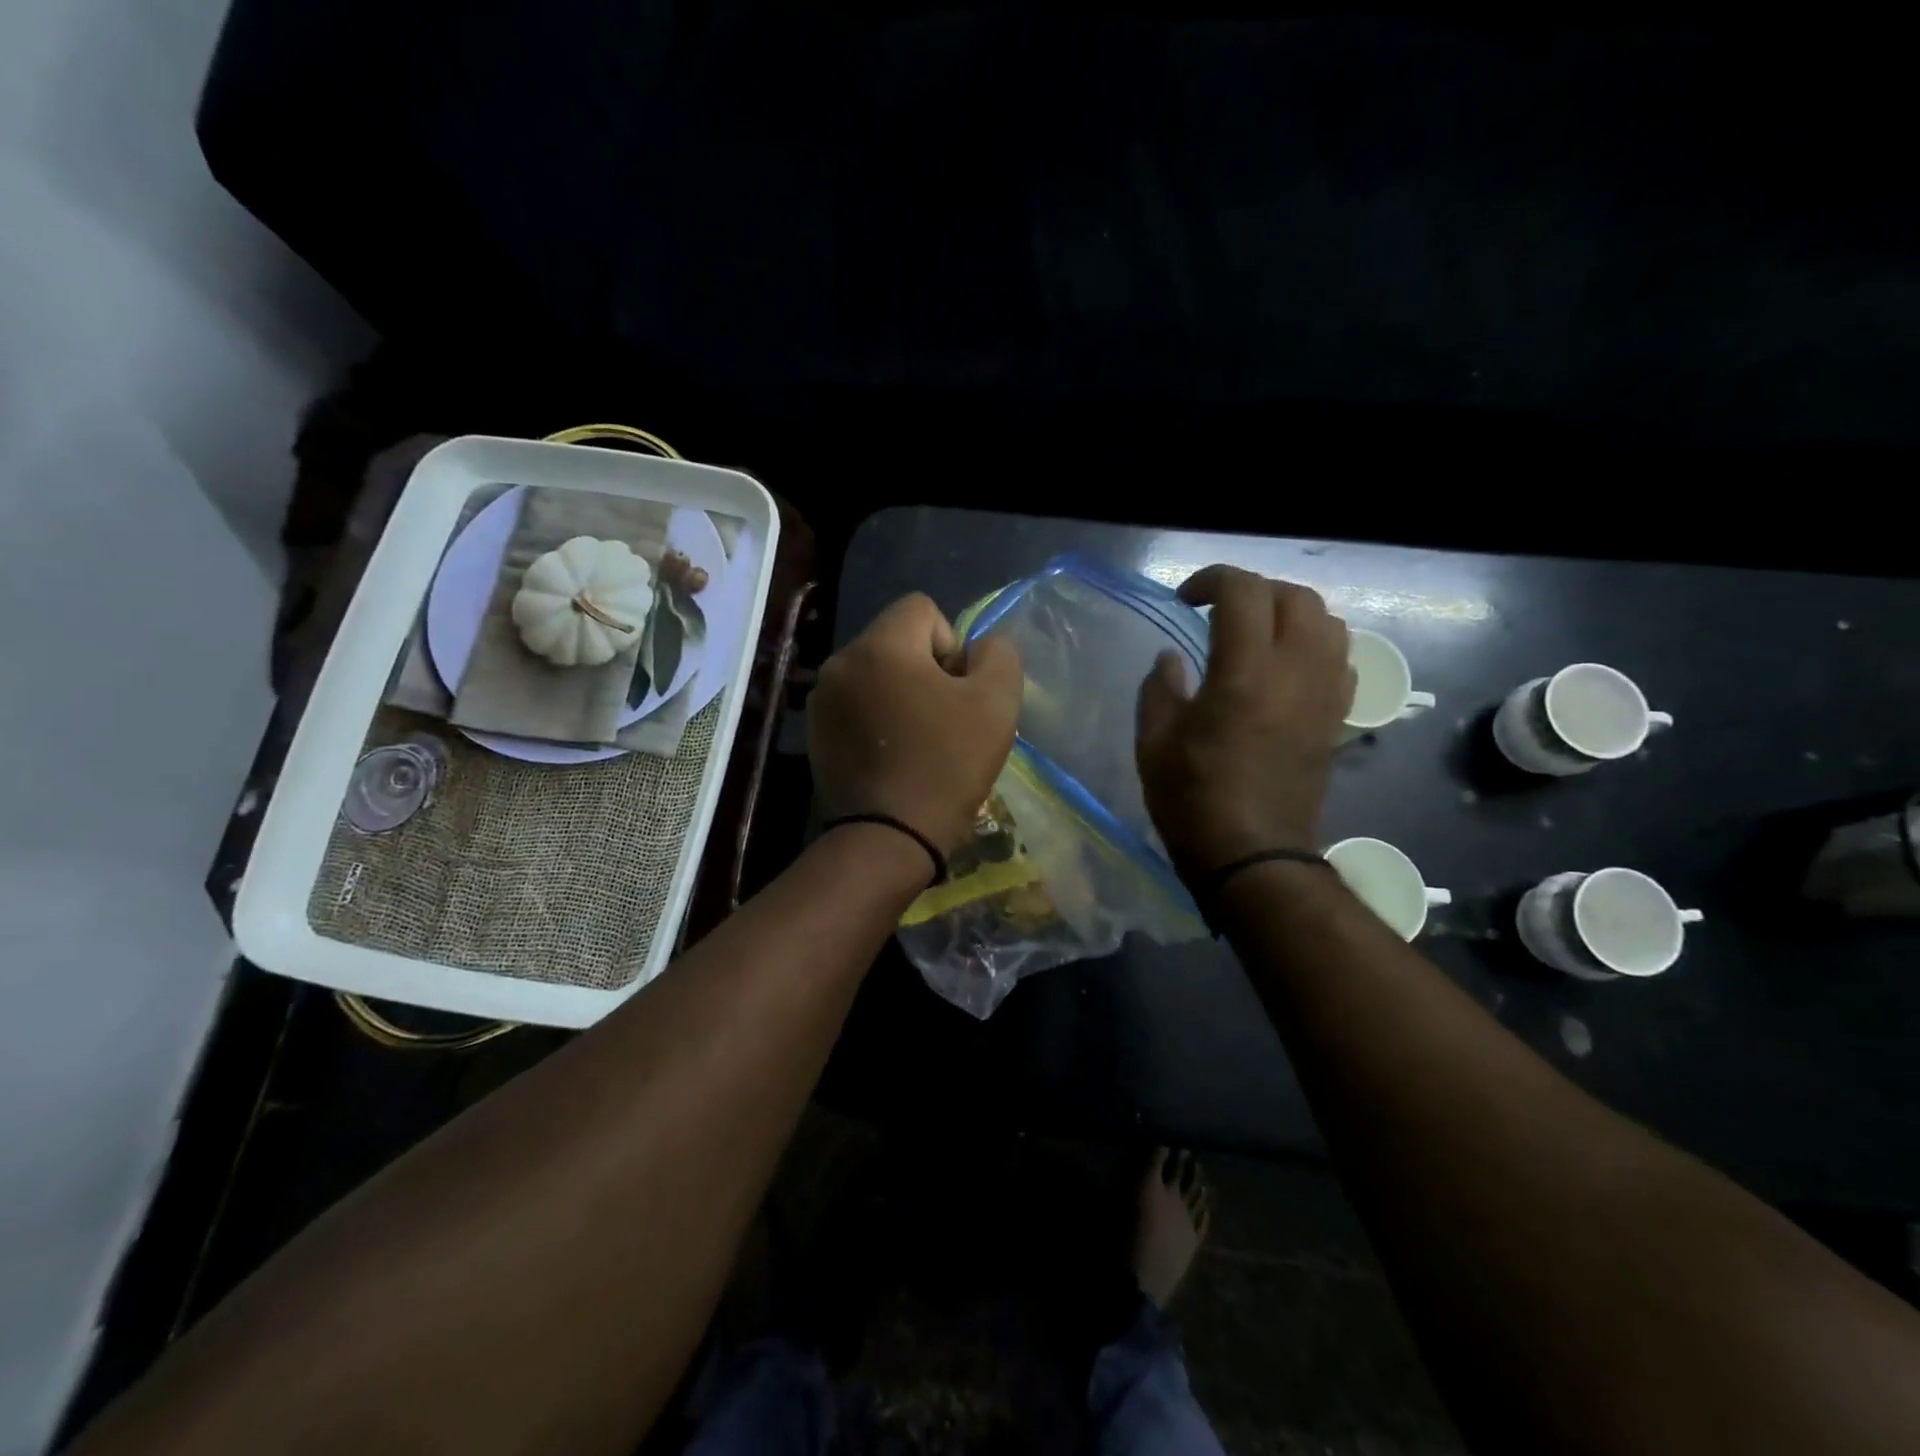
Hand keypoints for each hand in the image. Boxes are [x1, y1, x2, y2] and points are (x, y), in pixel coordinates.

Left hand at [809, 593, 1023, 854]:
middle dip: (925, 669)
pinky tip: (890, 756)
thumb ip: (997, 655)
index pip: (922, 609)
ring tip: (916, 741)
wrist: (888, 838)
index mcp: (879, 646)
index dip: (951, 644)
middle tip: (942, 720)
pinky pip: (855, 704)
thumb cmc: (946, 766)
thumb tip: (979, 646)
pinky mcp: (814, 732)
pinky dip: (875, 718)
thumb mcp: (996, 703)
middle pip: (895, 640)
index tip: (957, 692)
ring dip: (900, 694)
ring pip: (875, 674)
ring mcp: (821, 699)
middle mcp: (840, 662)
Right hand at [1136, 566, 1353, 873]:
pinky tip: (1285, 667)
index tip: (1185, 600)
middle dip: (1255, 591)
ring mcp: (1325, 694)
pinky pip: (1340, 658)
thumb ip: (1159, 688)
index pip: (1244, 591)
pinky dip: (1315, 645)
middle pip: (1295, 596)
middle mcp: (1295, 672)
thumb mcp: (1153, 743)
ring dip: (1290, 614)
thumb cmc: (1193, 800)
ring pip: (1327, 622)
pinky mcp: (1337, 718)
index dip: (1212, 580)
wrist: (1254, 856)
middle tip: (1220, 613)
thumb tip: (1171, 657)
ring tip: (1257, 634)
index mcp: (1244, 673)